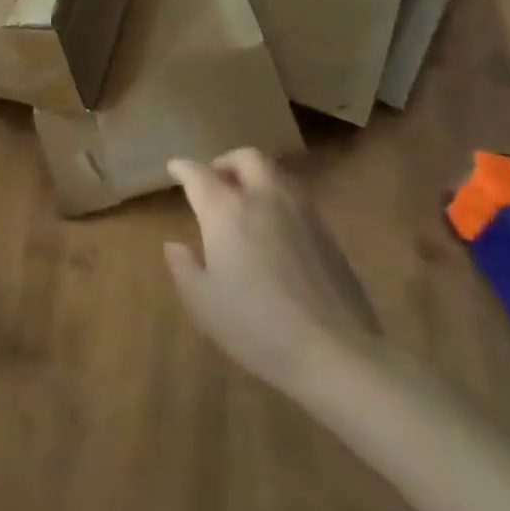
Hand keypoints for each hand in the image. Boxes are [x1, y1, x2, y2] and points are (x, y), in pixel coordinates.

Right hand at [165, 149, 379, 391]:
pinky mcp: (328, 234)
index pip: (199, 175)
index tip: (175, 168)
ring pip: (277, 175)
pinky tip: (274, 229)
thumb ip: (184, 267)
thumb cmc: (254, 325)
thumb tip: (176, 245)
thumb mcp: (202, 302)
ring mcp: (302, 213)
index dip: (183, 168)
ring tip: (245, 202)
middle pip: (247, 158)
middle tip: (215, 179)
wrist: (334, 351)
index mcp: (226, 211)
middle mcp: (264, 199)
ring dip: (256, 178)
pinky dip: (278, 200)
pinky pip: (297, 199)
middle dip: (227, 162)